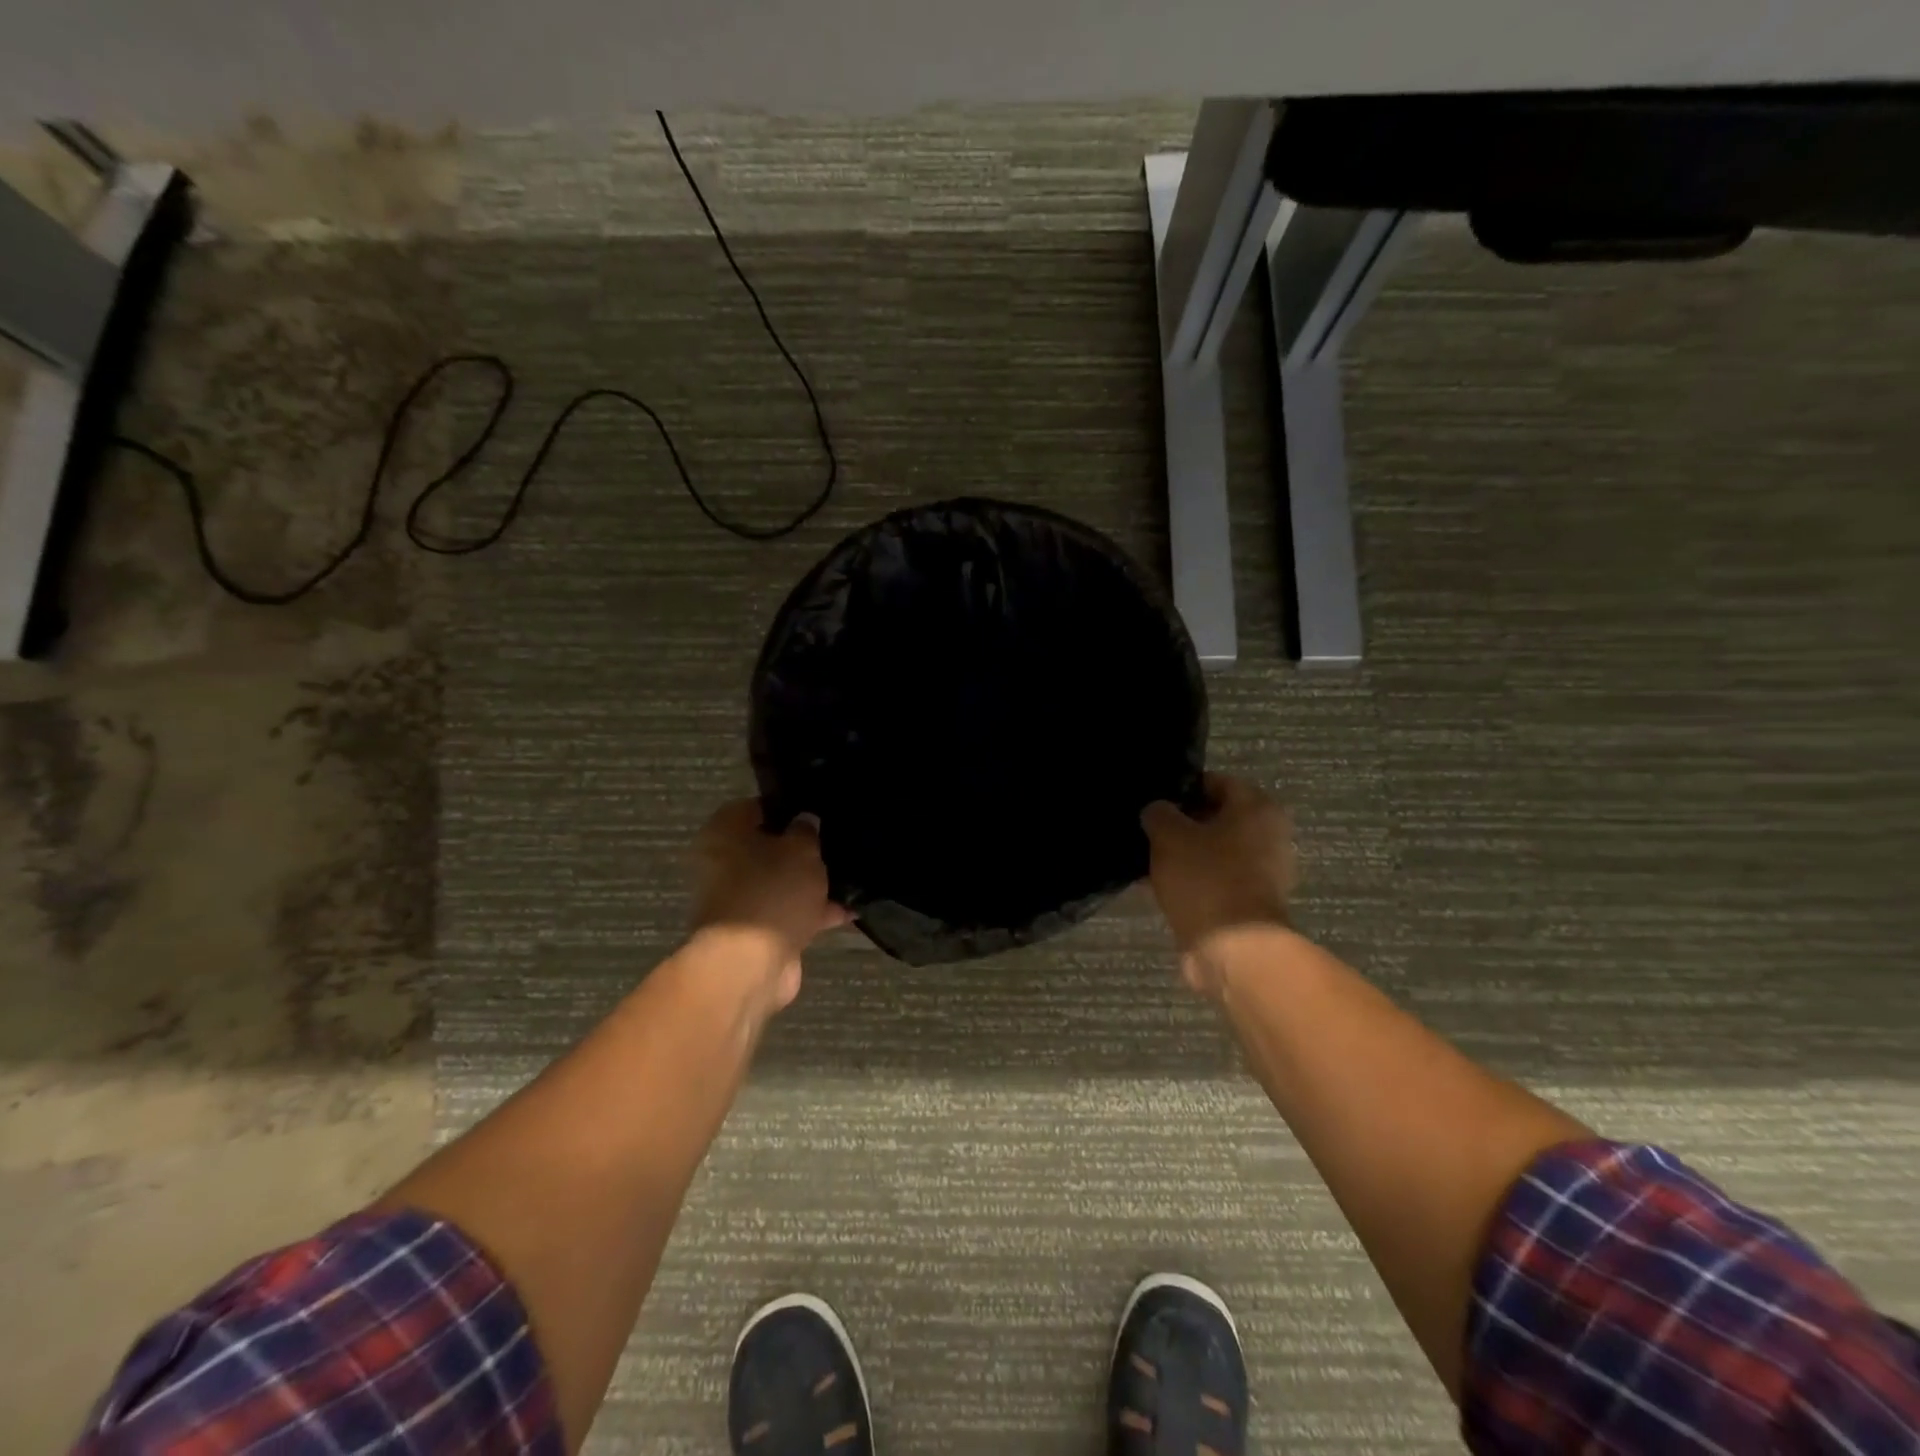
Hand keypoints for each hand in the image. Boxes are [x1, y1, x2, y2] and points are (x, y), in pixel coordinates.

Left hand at [689, 799, 848, 1013]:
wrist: (750, 966)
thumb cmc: (771, 892)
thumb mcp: (800, 850)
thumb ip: (807, 831)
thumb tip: (806, 821)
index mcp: (724, 833)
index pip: (758, 806)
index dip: (789, 807)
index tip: (818, 810)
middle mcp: (725, 864)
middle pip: (770, 846)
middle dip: (803, 848)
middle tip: (837, 841)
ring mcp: (740, 900)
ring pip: (782, 882)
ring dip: (811, 883)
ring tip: (852, 875)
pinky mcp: (756, 932)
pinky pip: (790, 913)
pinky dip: (815, 913)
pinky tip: (850, 910)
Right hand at [1141, 775, 1295, 996]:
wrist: (1233, 949)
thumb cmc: (1206, 878)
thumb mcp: (1169, 835)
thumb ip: (1159, 813)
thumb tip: (1157, 811)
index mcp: (1258, 807)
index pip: (1214, 782)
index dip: (1181, 788)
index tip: (1153, 800)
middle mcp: (1268, 835)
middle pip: (1215, 818)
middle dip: (1182, 824)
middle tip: (1146, 829)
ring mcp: (1262, 873)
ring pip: (1212, 852)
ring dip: (1183, 854)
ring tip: (1146, 859)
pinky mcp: (1248, 903)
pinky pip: (1213, 881)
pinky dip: (1190, 881)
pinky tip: (1156, 885)